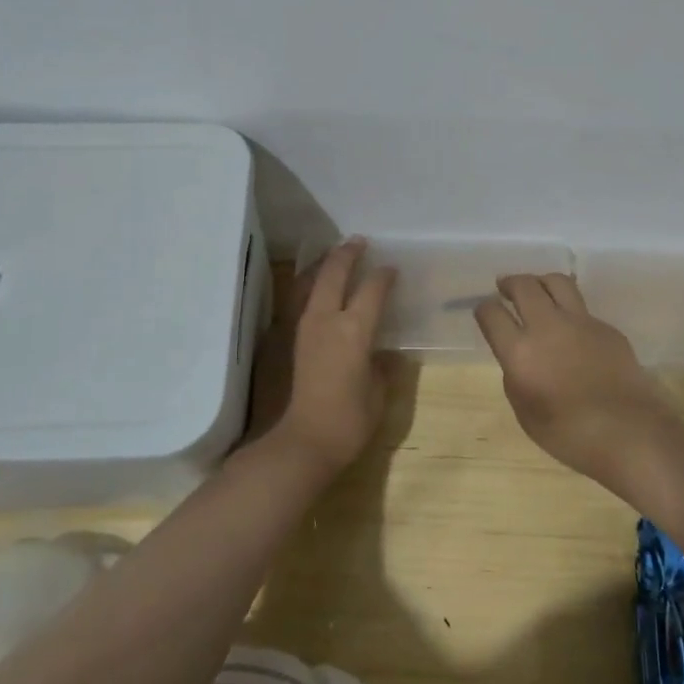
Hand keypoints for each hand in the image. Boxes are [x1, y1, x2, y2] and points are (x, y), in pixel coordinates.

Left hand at [266, 239, 395, 475]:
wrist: (304, 442)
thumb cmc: (350, 420)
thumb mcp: (378, 392)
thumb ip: (382, 366)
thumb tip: (383, 353)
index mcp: (355, 330)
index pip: (373, 289)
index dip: (384, 276)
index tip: (392, 269)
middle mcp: (327, 319)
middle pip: (335, 273)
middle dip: (348, 254)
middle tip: (359, 242)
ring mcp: (304, 327)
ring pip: (311, 281)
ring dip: (324, 264)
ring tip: (335, 254)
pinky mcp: (291, 339)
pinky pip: (300, 298)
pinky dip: (309, 283)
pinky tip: (314, 284)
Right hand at [474, 273, 673, 480]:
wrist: (629, 432)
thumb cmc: (569, 434)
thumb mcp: (526, 411)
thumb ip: (516, 376)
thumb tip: (519, 357)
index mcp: (520, 351)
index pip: (491, 313)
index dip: (484, 310)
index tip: (485, 313)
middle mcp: (547, 326)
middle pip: (524, 285)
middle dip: (510, 283)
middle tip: (505, 287)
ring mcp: (580, 322)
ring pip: (556, 282)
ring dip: (540, 282)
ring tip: (538, 291)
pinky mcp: (606, 327)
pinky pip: (582, 308)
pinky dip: (569, 310)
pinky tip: (571, 330)